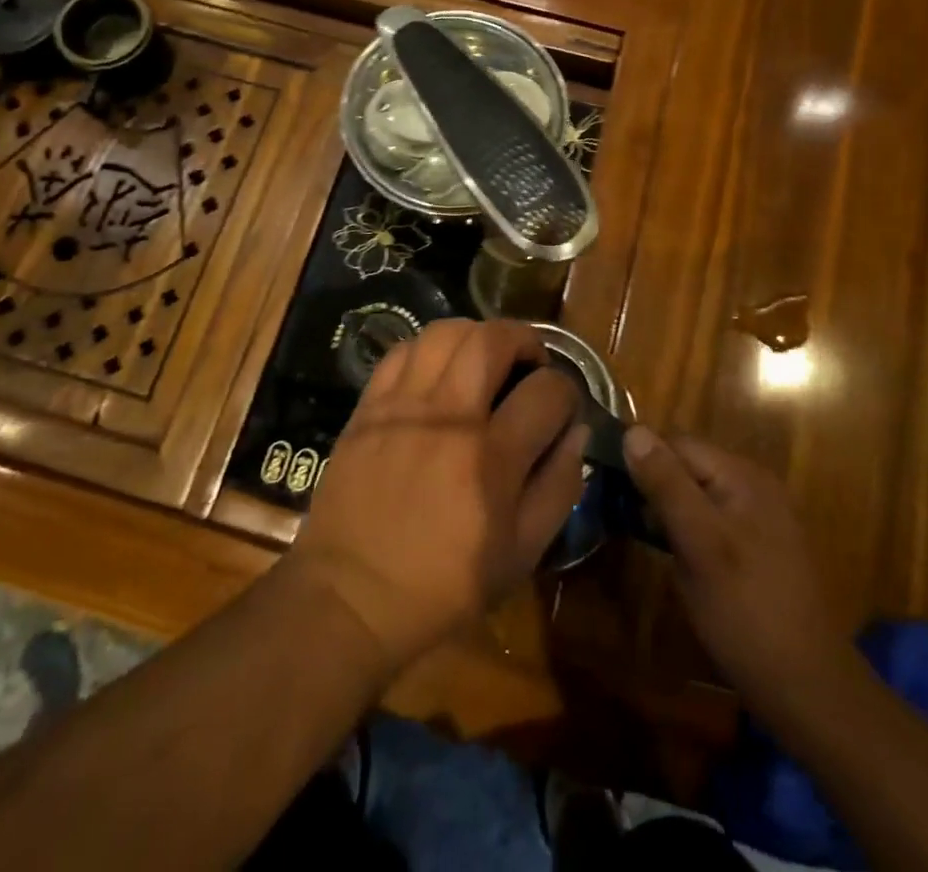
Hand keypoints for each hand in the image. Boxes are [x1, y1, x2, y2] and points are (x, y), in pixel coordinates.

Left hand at [289, 318, 587, 670]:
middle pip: (493, 339)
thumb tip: (577, 431)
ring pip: (445, 332)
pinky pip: (402, 351)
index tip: (562, 407)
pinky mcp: (368, 406)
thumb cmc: (445, 585)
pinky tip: (437, 371)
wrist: (351, 596)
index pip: (548, 390)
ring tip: (484, 359)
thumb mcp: (521, 553)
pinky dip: (428, 349)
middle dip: (524, 338)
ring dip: (476, 335)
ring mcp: (403, 405)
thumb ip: (558, 487)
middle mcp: (449, 416)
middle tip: (529, 362)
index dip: (567, 391)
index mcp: (493, 457)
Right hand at [624, 428, 856, 724]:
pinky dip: (686, 529)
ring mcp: (758, 518)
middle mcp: (753, 486)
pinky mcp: (756, 548)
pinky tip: (673, 555)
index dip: (642, 458)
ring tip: (639, 533)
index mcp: (743, 476)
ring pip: (696, 494)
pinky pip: (710, 520)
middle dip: (653, 484)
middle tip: (620, 513)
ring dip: (667, 508)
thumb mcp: (698, 543)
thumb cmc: (746, 611)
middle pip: (688, 466)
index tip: (608, 483)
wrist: (807, 690)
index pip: (678, 443)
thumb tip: (632, 430)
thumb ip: (666, 484)